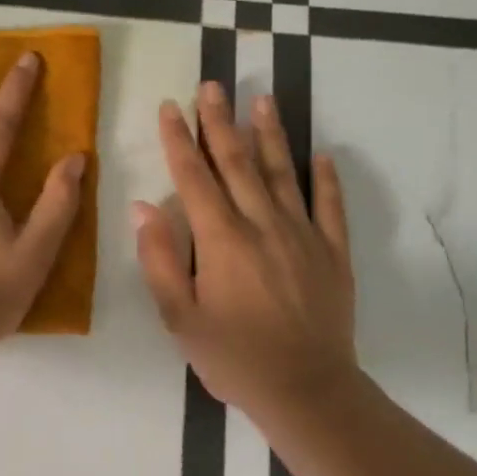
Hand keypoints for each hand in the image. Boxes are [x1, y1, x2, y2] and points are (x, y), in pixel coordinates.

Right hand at [135, 82, 356, 416]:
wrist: (306, 390)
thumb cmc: (233, 358)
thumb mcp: (180, 318)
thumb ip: (160, 260)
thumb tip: (143, 207)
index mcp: (221, 239)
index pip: (194, 177)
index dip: (179, 139)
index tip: (171, 106)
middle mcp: (262, 225)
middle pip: (237, 162)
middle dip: (220, 121)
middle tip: (213, 85)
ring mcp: (303, 235)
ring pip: (283, 173)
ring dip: (270, 134)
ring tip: (263, 99)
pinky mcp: (333, 252)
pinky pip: (330, 207)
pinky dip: (326, 179)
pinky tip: (321, 154)